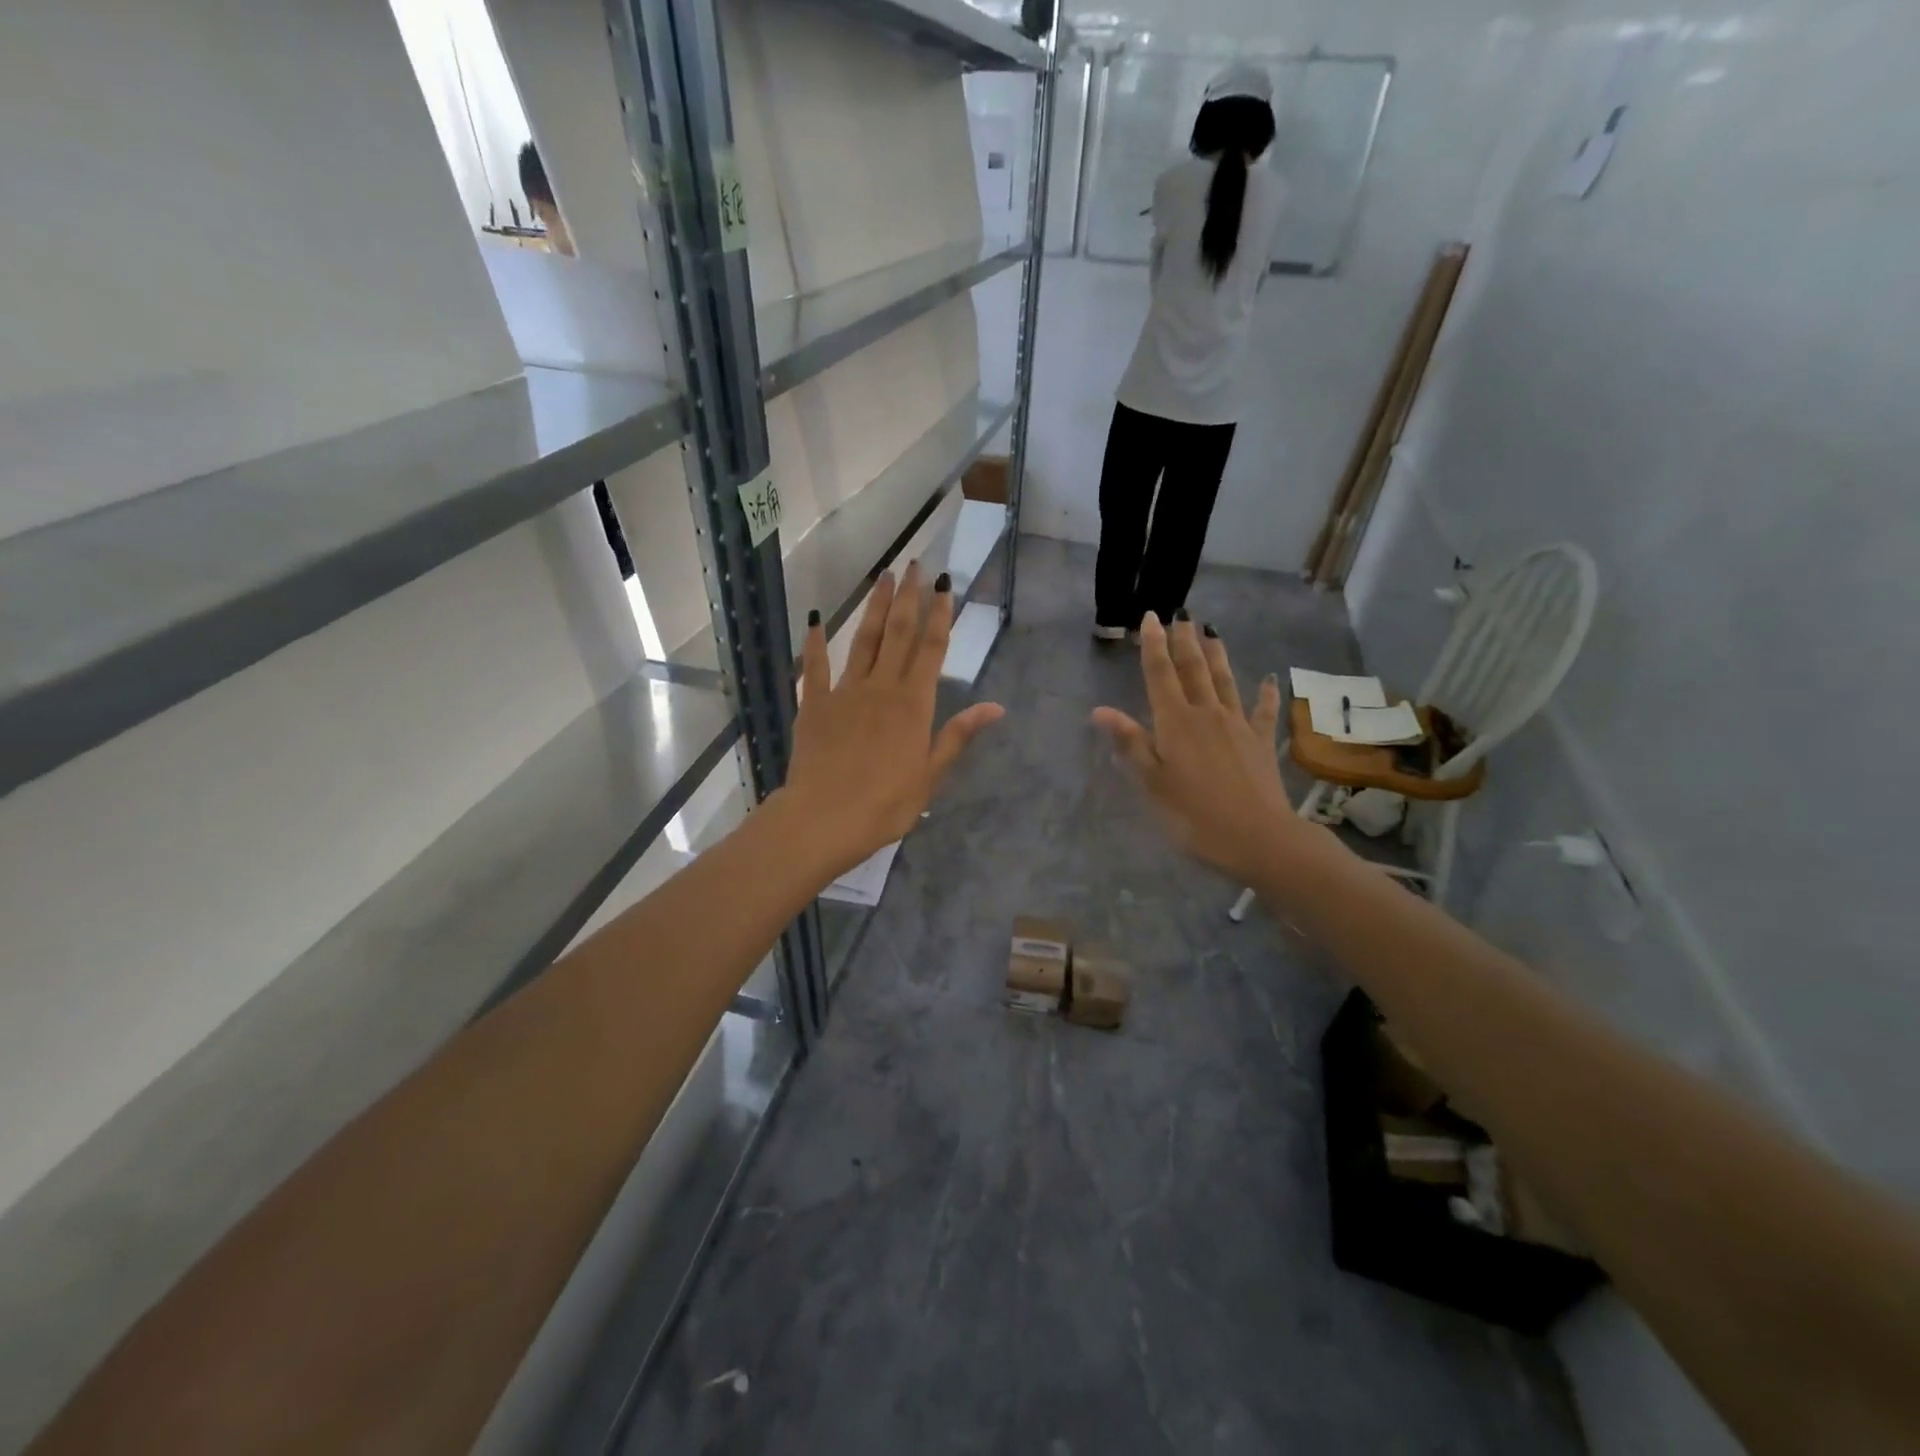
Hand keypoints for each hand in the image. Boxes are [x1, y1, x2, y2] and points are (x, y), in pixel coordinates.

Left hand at [781, 562, 1003, 876]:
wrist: (825, 818)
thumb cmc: (886, 804)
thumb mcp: (931, 774)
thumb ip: (959, 735)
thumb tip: (996, 707)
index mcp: (914, 704)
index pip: (932, 649)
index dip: (940, 615)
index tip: (944, 584)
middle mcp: (882, 687)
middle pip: (898, 633)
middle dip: (908, 597)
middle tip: (914, 565)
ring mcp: (845, 691)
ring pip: (863, 640)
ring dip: (874, 606)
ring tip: (882, 576)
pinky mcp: (813, 703)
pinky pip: (814, 666)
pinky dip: (815, 641)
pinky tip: (816, 618)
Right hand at [1092, 614, 1299, 881]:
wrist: (1258, 837)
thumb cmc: (1194, 814)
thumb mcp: (1151, 783)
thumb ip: (1130, 743)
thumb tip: (1100, 710)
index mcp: (1175, 722)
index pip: (1160, 675)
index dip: (1153, 645)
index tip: (1150, 617)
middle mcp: (1207, 713)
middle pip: (1194, 669)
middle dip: (1184, 641)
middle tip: (1181, 615)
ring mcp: (1239, 725)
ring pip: (1225, 680)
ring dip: (1217, 654)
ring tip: (1211, 631)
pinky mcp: (1262, 742)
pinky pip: (1263, 710)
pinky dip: (1265, 693)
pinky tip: (1269, 679)